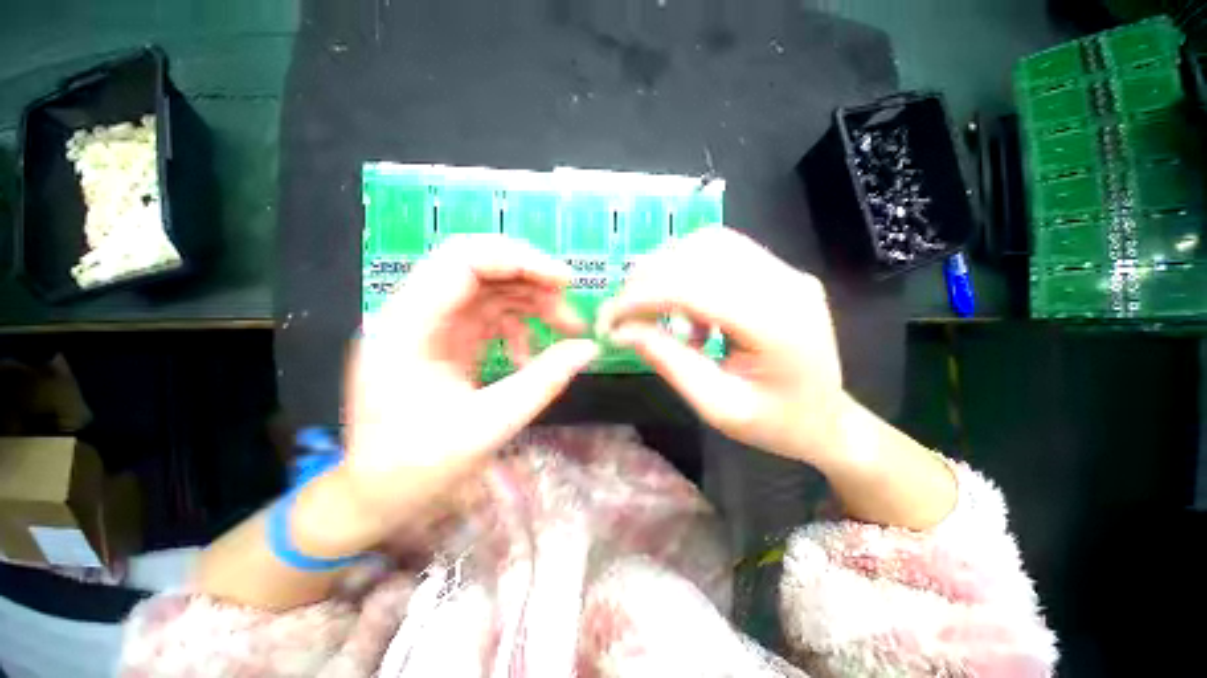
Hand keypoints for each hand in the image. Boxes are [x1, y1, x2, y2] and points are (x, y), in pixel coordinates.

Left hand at [334, 235, 598, 546]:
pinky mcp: (445, 340)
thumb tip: (588, 348)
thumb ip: (543, 381)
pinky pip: (489, 316)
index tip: (565, 281)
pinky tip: (529, 357)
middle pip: (479, 268)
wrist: (377, 496)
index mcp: (407, 326)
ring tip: (566, 332)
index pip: (463, 261)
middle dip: (532, 282)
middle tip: (569, 311)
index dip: (519, 260)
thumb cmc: (418, 467)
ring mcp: (430, 325)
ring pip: (490, 290)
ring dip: (532, 304)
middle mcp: (414, 314)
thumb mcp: (489, 425)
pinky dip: (519, 328)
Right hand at [597, 227, 845, 466]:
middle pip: (698, 254)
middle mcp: (784, 282)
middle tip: (622, 313)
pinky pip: (721, 250)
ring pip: (707, 242)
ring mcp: (785, 270)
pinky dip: (686, 268)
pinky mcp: (778, 270)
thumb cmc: (775, 424)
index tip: (608, 320)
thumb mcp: (717, 406)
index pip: (692, 288)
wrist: (827, 418)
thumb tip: (622, 330)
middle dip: (646, 280)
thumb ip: (669, 362)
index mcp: (776, 324)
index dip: (641, 298)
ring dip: (665, 269)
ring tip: (650, 307)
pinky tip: (684, 305)